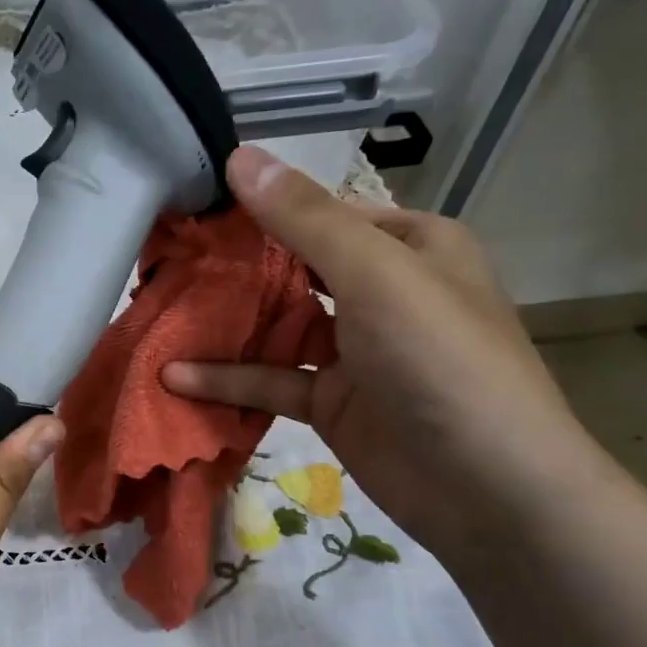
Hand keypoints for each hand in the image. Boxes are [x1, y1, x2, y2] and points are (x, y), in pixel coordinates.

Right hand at [163, 146, 608, 564]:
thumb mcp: (376, 274)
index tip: (194, 211)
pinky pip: (273, 380)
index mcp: (410, 246)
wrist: (486, 489)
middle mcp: (383, 292)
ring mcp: (356, 351)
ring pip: (278, 326)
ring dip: (225, 324)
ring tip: (160, 313)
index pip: (324, 213)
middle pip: (295, 269)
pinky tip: (175, 376)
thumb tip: (239, 157)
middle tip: (165, 263)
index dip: (262, 209)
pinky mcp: (332, 401)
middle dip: (234, 269)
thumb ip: (305, 219)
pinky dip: (228, 378)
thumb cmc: (441, 360)